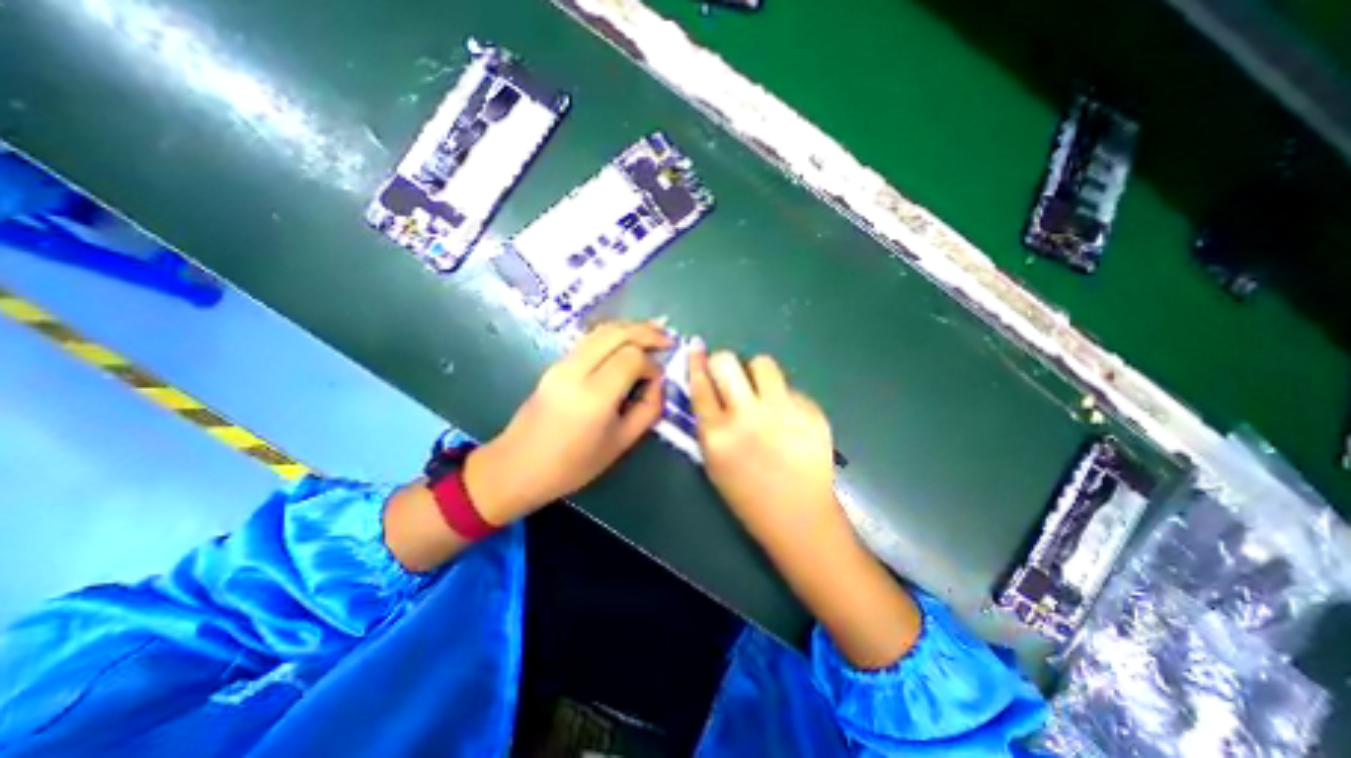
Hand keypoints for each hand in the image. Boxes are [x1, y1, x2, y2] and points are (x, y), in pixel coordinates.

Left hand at [467, 319, 671, 526]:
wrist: (518, 467)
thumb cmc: (573, 465)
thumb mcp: (621, 443)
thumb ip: (648, 409)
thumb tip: (660, 382)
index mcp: (594, 396)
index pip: (631, 358)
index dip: (651, 364)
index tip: (658, 380)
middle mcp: (576, 371)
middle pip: (617, 333)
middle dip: (646, 332)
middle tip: (668, 338)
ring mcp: (562, 364)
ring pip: (601, 330)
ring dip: (630, 327)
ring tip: (654, 332)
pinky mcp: (555, 364)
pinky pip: (590, 339)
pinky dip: (614, 334)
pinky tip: (628, 340)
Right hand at [691, 343, 925, 668]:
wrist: (798, 516)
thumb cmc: (748, 495)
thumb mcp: (714, 462)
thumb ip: (708, 423)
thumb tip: (708, 387)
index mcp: (718, 434)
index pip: (700, 383)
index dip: (696, 361)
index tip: (697, 347)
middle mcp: (748, 416)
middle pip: (727, 361)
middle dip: (723, 362)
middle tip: (728, 374)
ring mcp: (783, 411)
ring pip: (763, 363)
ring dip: (756, 374)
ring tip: (762, 393)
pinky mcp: (811, 412)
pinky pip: (790, 388)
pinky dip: (783, 397)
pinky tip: (788, 419)